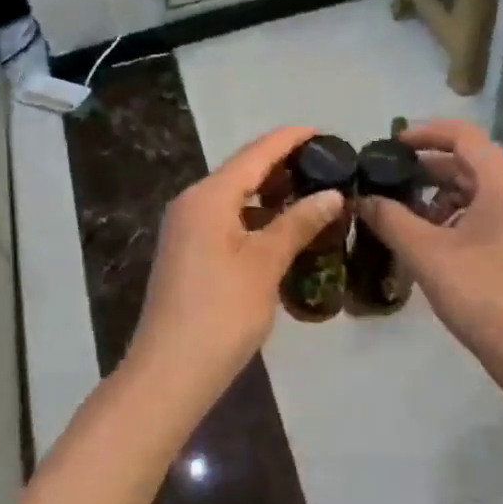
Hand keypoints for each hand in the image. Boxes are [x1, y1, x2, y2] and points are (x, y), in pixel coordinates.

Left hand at [130, 127, 343, 398]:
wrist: (170, 371)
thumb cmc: (222, 312)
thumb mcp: (266, 263)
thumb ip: (298, 223)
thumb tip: (332, 194)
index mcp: (209, 196)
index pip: (257, 153)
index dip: (291, 139)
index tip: (324, 132)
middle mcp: (193, 203)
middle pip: (243, 171)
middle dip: (283, 166)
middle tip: (326, 167)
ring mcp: (187, 229)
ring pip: (235, 197)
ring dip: (271, 195)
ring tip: (312, 196)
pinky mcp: (188, 252)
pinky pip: (227, 220)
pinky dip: (257, 218)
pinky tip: (283, 231)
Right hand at [359, 119, 502, 386]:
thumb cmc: (483, 292)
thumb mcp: (427, 254)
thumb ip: (391, 220)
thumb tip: (363, 199)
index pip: (462, 135)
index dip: (424, 134)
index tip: (392, 146)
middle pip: (471, 163)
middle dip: (429, 170)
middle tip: (391, 183)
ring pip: (482, 190)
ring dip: (444, 196)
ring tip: (411, 218)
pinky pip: (494, 212)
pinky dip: (464, 216)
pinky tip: (439, 241)